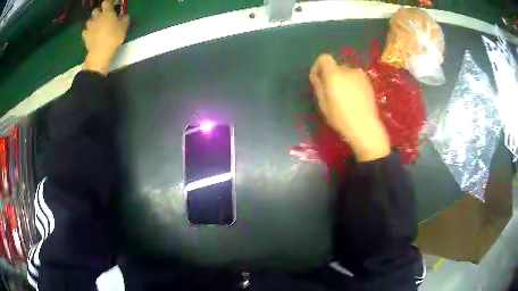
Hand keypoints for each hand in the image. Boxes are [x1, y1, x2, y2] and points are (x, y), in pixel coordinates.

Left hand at [82, 0, 129, 74]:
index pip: (107, 2)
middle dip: (98, 12)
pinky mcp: (85, 36)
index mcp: (107, 13)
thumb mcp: (124, 28)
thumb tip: (125, 16)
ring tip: (95, 27)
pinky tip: (90, 35)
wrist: (100, 53)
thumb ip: (125, 20)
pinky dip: (87, 32)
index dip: (108, 3)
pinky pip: (85, 31)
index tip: (111, 5)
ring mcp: (90, 27)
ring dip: (92, 22)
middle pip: (95, 10)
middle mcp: (97, 17)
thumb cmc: (113, 38)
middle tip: (102, 17)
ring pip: (89, 21)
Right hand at [310, 54, 389, 161]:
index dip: (318, 66)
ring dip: (342, 81)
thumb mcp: (323, 103)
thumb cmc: (340, 116)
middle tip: (330, 93)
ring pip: (346, 74)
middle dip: (331, 76)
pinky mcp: (369, 83)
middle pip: (335, 67)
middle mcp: (348, 70)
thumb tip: (317, 76)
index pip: (324, 58)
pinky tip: (353, 99)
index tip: (318, 79)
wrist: (365, 126)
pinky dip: (352, 85)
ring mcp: (360, 76)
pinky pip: (356, 79)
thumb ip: (318, 85)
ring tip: (343, 98)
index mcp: (334, 73)